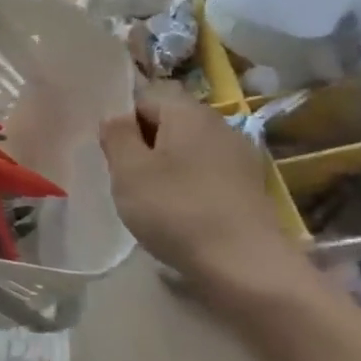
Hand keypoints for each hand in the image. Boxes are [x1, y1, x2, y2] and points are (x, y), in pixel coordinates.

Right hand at [100, 89, 300, 285]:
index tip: (111, 152)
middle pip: (170, 120)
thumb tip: (115, 117)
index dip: (123, 119)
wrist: (245, 266)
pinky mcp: (249, 187)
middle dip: (144, 142)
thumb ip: (117, 136)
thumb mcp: (129, 171)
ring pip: (188, 148)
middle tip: (125, 177)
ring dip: (166, 165)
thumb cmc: (177, 210)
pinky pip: (207, 172)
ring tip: (150, 198)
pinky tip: (180, 213)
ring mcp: (239, 156)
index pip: (146, 95)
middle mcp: (218, 124)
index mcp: (188, 112)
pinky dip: (188, 185)